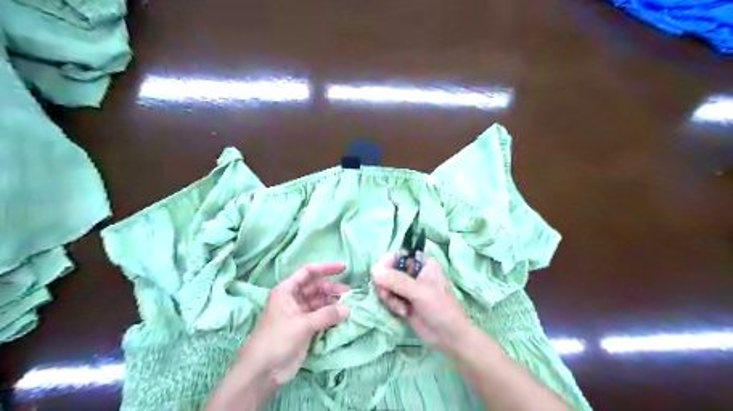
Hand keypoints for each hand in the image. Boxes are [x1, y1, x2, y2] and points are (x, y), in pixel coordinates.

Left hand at [242, 263, 352, 384]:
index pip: (308, 272)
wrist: (262, 371)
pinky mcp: (304, 328)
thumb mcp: (302, 324)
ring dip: (333, 303)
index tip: (344, 268)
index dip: (326, 268)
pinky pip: (321, 316)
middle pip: (316, 287)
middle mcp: (293, 299)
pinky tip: (342, 317)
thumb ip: (326, 315)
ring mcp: (299, 314)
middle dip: (332, 288)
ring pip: (320, 302)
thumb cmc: (277, 340)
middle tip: (350, 294)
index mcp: (287, 291)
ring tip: (349, 306)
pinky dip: (331, 316)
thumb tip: (348, 309)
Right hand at [372, 252, 475, 357]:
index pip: (398, 255)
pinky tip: (403, 313)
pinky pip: (388, 296)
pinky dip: (391, 304)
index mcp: (422, 263)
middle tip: (387, 295)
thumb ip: (397, 280)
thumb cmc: (440, 309)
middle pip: (388, 269)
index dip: (387, 263)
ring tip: (401, 308)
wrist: (449, 337)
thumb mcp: (420, 292)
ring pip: (386, 284)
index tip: (379, 275)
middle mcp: (413, 272)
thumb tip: (374, 271)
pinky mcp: (403, 301)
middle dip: (385, 283)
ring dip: (389, 296)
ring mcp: (407, 287)